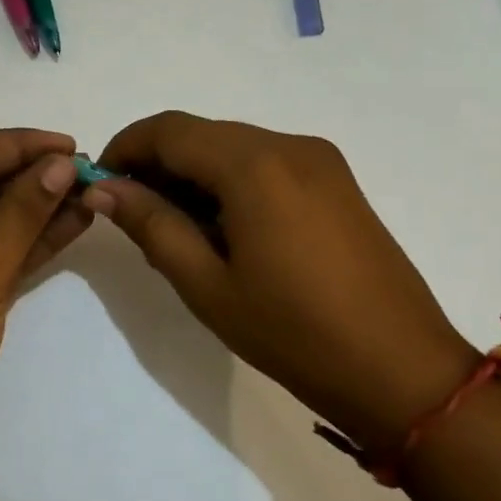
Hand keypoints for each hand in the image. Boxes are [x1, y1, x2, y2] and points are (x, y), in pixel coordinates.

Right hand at [86, 112, 478, 451]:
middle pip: (202, 134)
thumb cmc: (293, 333)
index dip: (125, 148)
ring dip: (193, 174)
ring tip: (175, 229)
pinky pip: (266, 163)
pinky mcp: (336, 181)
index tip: (99, 183)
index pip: (169, 130)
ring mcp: (320, 160)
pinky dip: (230, 182)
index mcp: (254, 165)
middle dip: (158, 163)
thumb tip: (103, 188)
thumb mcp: (207, 284)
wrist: (401, 369)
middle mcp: (289, 145)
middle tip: (132, 214)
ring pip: (234, 147)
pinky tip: (223, 229)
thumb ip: (151, 224)